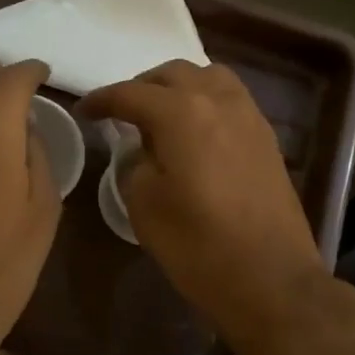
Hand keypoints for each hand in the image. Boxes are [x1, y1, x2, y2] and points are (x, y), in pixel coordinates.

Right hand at [79, 60, 329, 348]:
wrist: (271, 280)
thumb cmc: (198, 246)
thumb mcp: (144, 206)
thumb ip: (135, 164)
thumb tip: (143, 151)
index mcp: (182, 113)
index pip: (131, 93)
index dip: (102, 100)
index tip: (84, 111)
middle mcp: (218, 101)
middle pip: (173, 75)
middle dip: (141, 87)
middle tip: (121, 112)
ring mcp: (249, 117)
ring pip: (208, 78)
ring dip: (178, 88)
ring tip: (160, 116)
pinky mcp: (267, 139)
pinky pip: (230, 100)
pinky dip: (205, 103)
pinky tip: (194, 132)